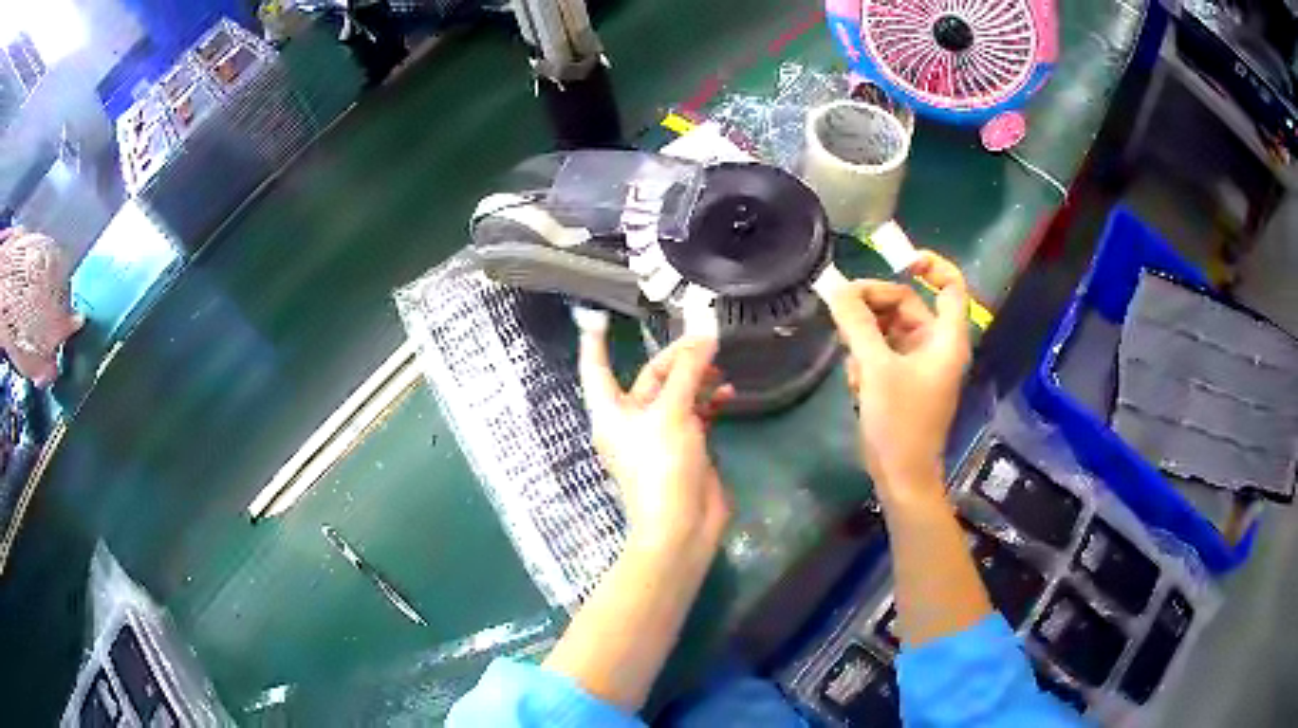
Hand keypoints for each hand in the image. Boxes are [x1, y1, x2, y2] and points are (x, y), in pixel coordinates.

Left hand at [578, 329, 735, 552]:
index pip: (596, 368)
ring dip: (698, 379)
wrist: (681, 525)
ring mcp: (660, 433)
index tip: (597, 317)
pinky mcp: (686, 445)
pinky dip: (710, 401)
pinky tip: (728, 393)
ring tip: (721, 367)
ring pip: (677, 393)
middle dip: (676, 358)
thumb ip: (688, 372)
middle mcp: (633, 419)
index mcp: (612, 411)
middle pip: (651, 377)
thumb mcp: (671, 412)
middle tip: (706, 340)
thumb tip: (704, 336)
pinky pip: (696, 413)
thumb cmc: (661, 465)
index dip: (595, 343)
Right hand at [823, 252, 970, 498]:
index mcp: (946, 339)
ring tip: (849, 358)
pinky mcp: (904, 380)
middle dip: (875, 304)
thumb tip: (834, 287)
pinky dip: (867, 357)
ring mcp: (920, 364)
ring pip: (890, 328)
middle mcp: (937, 346)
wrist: (901, 477)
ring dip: (866, 335)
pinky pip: (884, 351)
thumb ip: (856, 324)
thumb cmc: (900, 422)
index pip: (952, 287)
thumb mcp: (876, 368)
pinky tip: (855, 382)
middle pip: (908, 304)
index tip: (899, 261)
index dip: (931, 266)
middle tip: (840, 307)